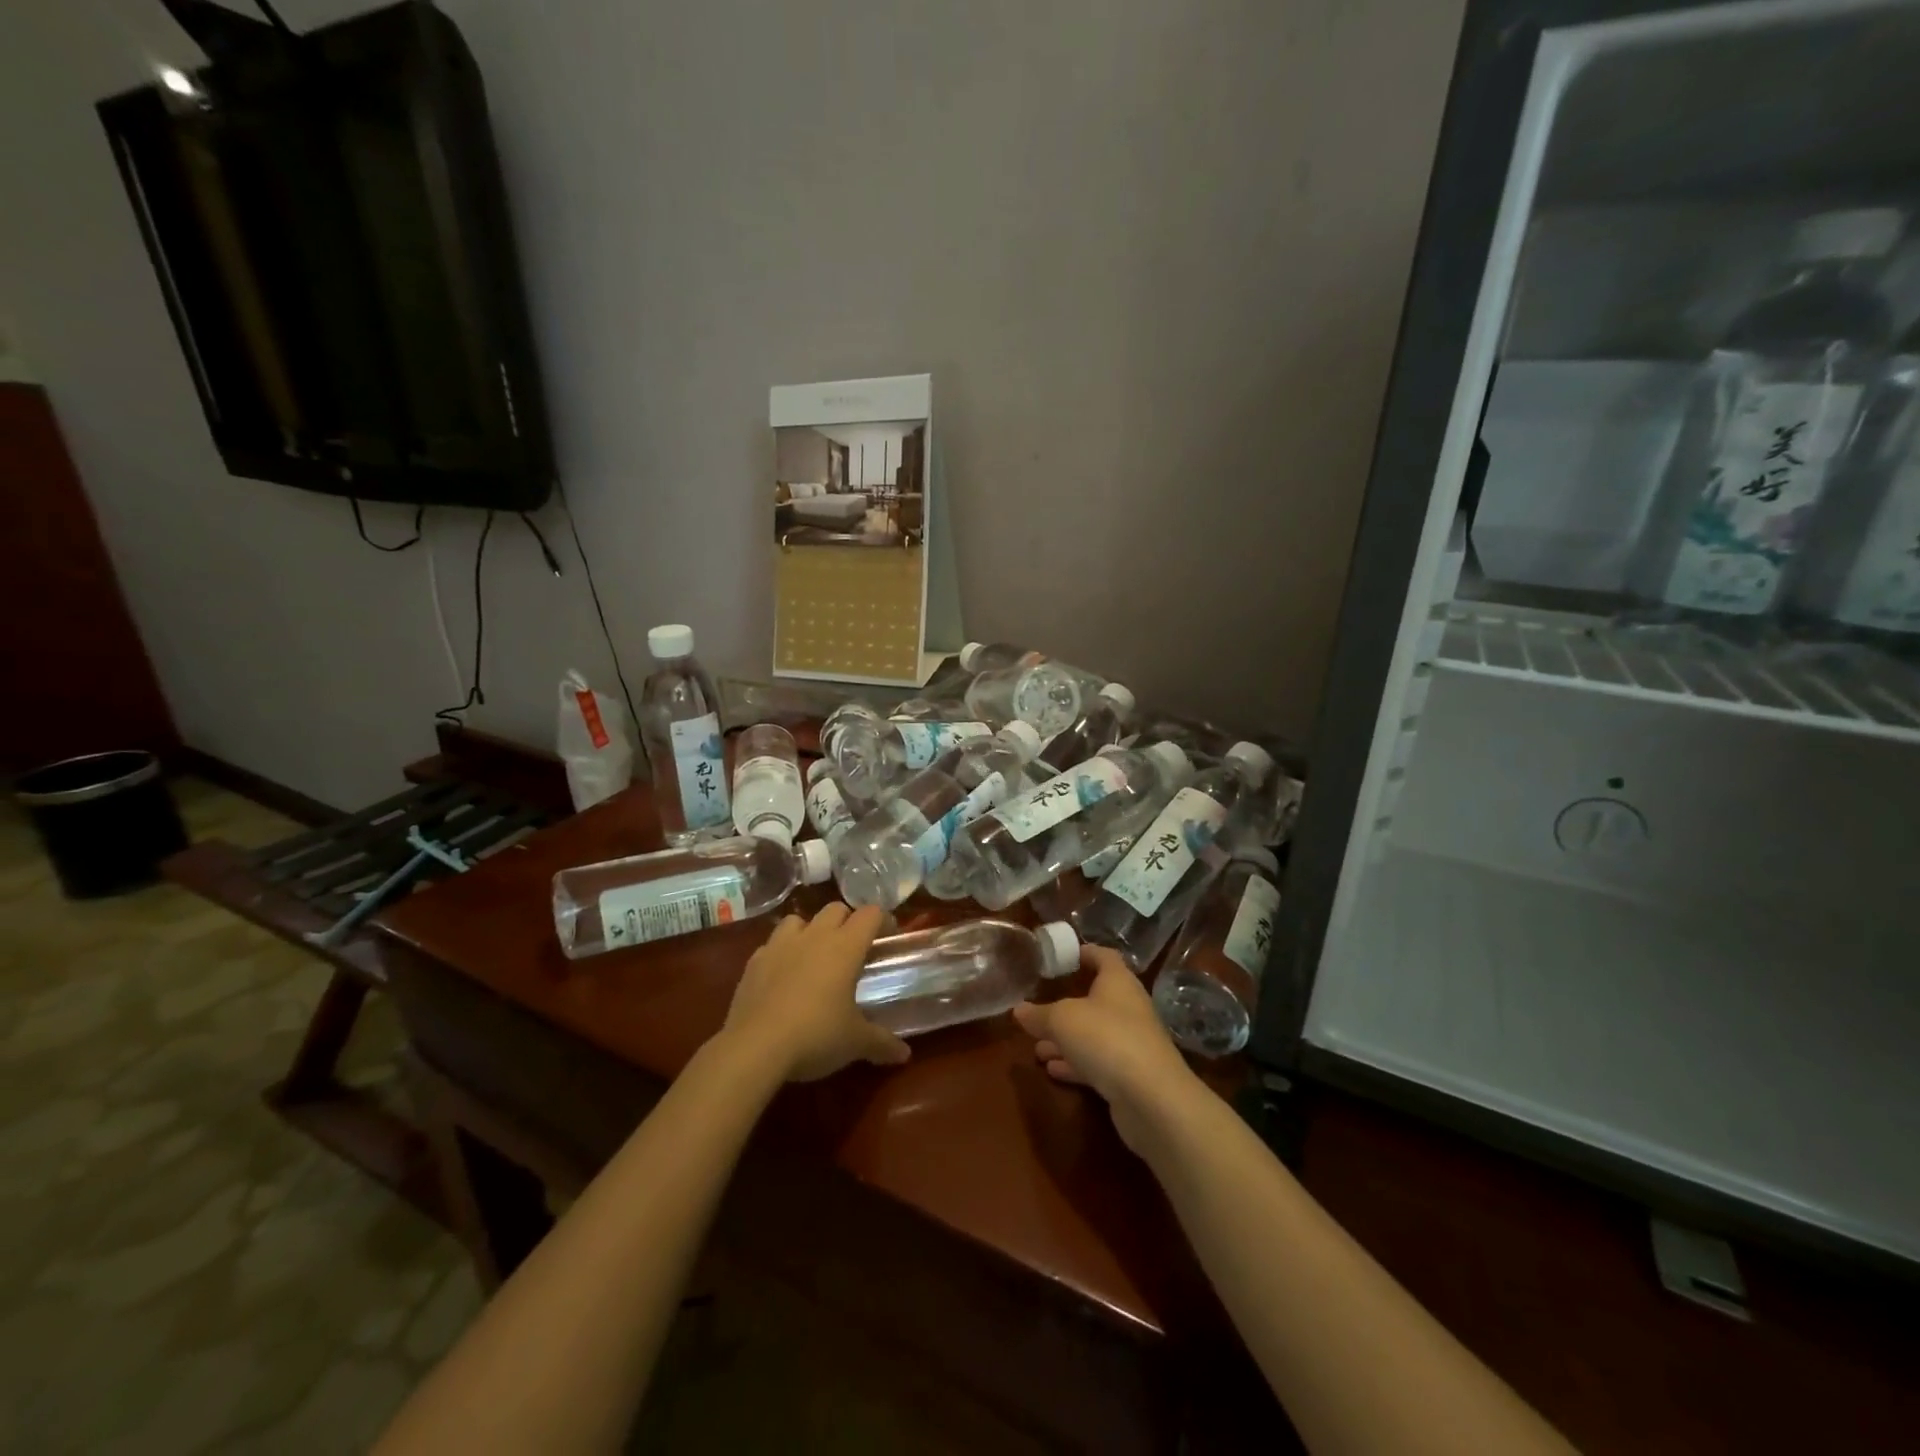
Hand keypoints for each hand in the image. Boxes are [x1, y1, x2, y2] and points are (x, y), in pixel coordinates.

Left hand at [720, 904, 910, 1081]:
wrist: (755, 1046)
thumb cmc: (816, 1035)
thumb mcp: (855, 1042)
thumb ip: (882, 1043)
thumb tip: (904, 1054)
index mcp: (845, 947)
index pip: (870, 915)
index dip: (883, 921)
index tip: (888, 936)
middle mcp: (814, 936)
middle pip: (836, 909)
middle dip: (848, 922)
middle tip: (854, 949)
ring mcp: (780, 945)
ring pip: (800, 919)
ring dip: (811, 930)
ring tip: (815, 955)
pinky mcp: (754, 961)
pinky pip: (772, 944)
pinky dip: (782, 953)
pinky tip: (783, 975)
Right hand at [1012, 946, 1198, 1151]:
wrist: (1152, 1098)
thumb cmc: (1106, 1038)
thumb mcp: (1062, 1020)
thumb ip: (1039, 1014)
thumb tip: (1018, 1009)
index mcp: (1118, 982)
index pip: (1103, 956)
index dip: (1084, 952)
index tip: (1062, 955)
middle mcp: (1127, 1008)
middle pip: (1095, 999)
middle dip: (1066, 1006)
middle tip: (1039, 1008)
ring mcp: (1131, 1043)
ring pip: (1093, 1034)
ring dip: (1066, 1040)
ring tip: (1036, 1046)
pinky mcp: (1129, 1076)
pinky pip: (1097, 1063)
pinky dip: (1074, 1064)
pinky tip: (1051, 1070)